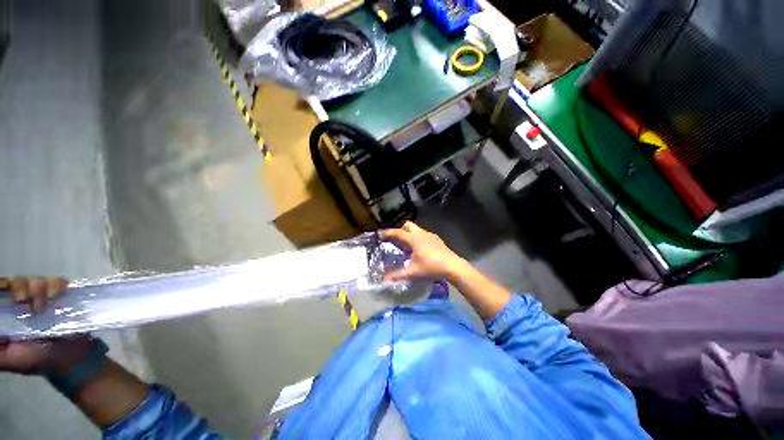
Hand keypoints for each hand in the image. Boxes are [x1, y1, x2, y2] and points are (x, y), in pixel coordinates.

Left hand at [0, 276, 91, 374]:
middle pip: (17, 281)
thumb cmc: (37, 360)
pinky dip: (57, 286)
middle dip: (19, 287)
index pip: (1, 290)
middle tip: (22, 300)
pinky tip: (57, 297)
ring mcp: (45, 297)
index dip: (1, 287)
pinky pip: (58, 281)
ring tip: (43, 307)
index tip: (3, 292)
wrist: (70, 360)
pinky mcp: (63, 295)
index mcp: (8, 311)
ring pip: (37, 280)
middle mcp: (24, 301)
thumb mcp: (9, 359)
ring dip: (38, 289)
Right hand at [382, 222, 467, 281]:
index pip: (398, 233)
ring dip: (410, 234)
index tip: (381, 234)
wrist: (452, 266)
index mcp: (414, 239)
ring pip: (417, 229)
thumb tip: (385, 280)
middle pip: (408, 225)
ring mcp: (430, 235)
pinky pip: (424, 234)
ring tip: (407, 246)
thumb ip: (398, 275)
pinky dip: (418, 237)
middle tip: (396, 240)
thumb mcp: (413, 272)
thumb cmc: (431, 267)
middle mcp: (421, 234)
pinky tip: (420, 249)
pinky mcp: (437, 239)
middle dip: (400, 230)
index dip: (388, 233)